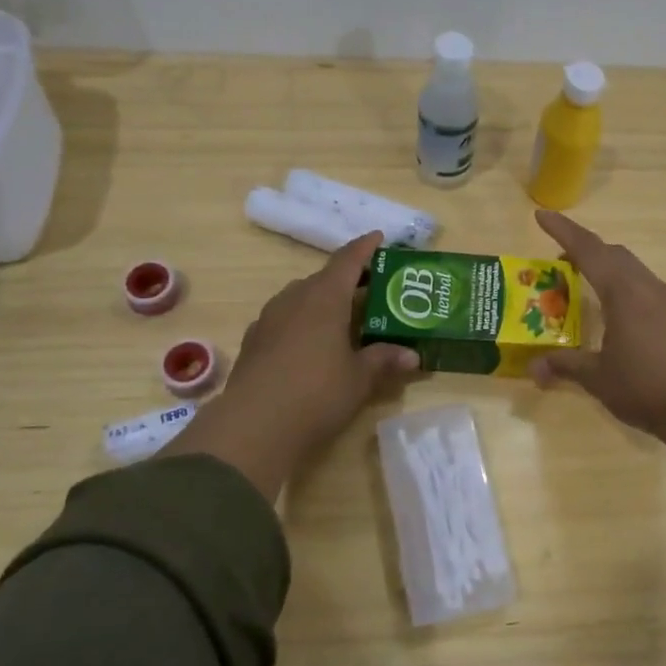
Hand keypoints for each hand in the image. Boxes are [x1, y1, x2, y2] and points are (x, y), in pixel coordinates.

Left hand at [178, 233, 418, 499]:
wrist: (253, 427)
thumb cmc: (316, 394)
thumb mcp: (359, 379)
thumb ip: (384, 360)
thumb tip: (412, 355)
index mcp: (324, 298)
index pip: (348, 260)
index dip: (365, 247)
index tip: (378, 238)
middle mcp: (294, 299)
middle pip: (323, 279)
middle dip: (347, 280)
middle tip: (372, 291)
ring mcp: (268, 319)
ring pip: (301, 298)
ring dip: (322, 301)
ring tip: (343, 318)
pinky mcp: (253, 342)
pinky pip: (284, 319)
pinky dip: (302, 322)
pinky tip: (311, 344)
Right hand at [530, 210, 665, 494]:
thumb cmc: (644, 387)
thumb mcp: (598, 378)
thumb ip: (565, 366)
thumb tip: (533, 370)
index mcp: (623, 293)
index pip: (588, 251)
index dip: (563, 231)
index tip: (541, 215)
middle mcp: (647, 287)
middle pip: (613, 254)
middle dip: (585, 249)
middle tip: (561, 262)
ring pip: (634, 269)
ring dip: (608, 268)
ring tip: (589, 286)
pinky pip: (648, 287)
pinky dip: (627, 286)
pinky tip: (621, 312)